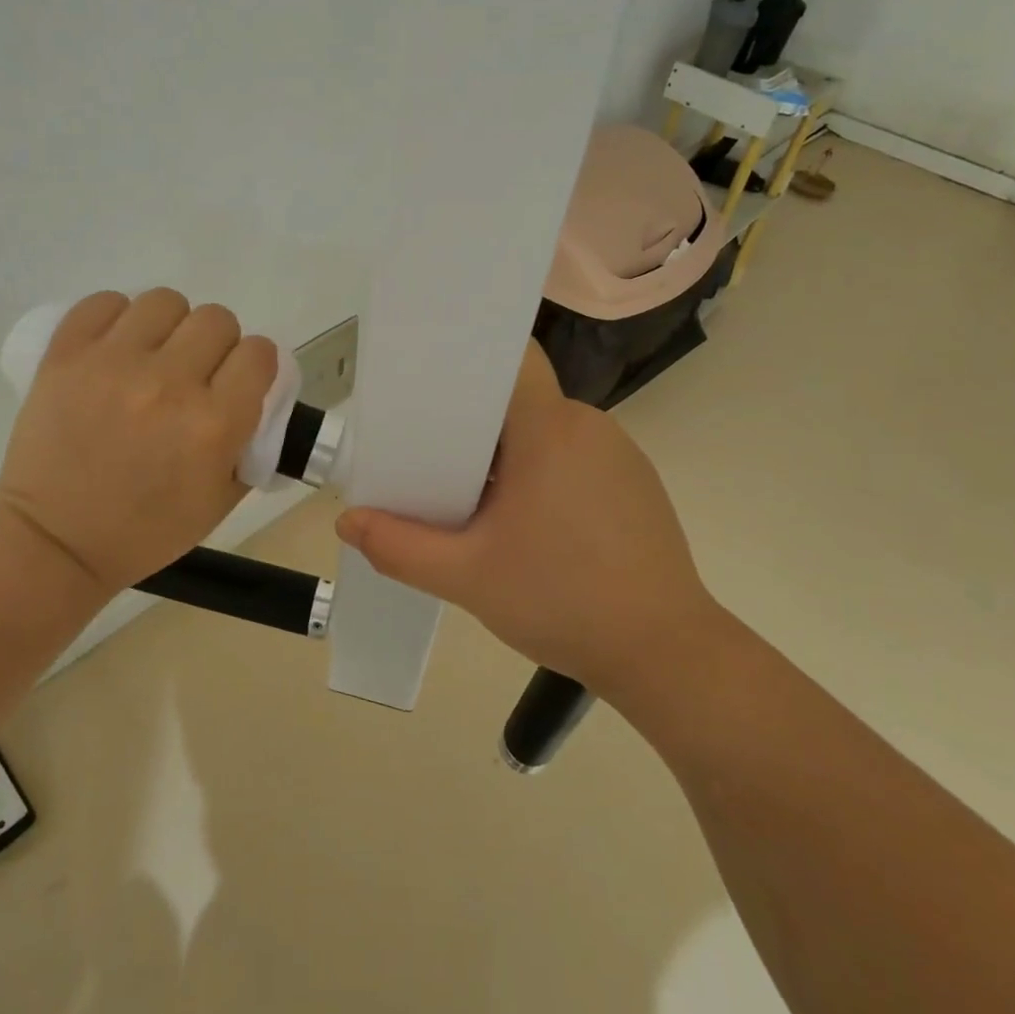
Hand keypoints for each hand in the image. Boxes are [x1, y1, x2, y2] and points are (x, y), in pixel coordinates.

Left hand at [0, 289, 276, 596]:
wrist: (56, 541)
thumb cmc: (146, 531)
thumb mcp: (221, 501)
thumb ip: (250, 443)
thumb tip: (255, 396)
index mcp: (214, 425)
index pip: (259, 353)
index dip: (256, 364)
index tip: (241, 380)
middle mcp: (169, 384)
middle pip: (217, 320)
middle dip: (217, 345)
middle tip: (196, 372)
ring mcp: (114, 364)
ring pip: (165, 301)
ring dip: (170, 326)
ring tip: (154, 354)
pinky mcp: (66, 355)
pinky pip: (104, 302)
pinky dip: (117, 318)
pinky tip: (115, 346)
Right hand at [335, 341, 717, 695]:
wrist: (666, 654)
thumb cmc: (563, 601)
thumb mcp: (467, 577)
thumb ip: (400, 547)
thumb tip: (348, 522)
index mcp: (549, 429)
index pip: (510, 359)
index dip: (468, 363)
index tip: (429, 387)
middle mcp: (588, 426)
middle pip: (518, 400)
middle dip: (472, 424)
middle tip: (430, 458)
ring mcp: (618, 454)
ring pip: (545, 431)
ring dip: (507, 454)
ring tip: (471, 497)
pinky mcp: (634, 484)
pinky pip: (573, 456)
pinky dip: (541, 473)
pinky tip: (527, 523)